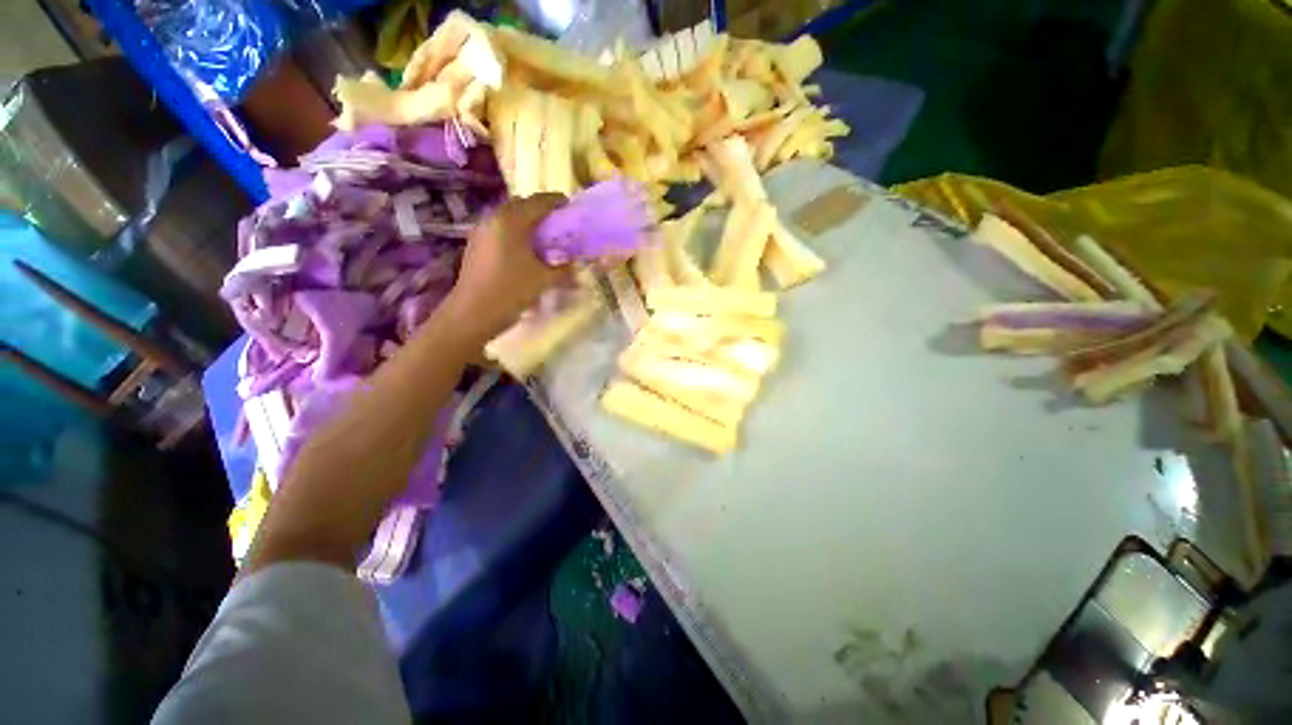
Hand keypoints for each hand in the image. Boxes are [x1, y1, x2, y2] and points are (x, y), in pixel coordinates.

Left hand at [444, 193, 568, 340]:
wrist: (474, 313)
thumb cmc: (511, 291)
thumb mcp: (544, 280)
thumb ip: (563, 268)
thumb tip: (575, 264)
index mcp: (512, 220)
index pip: (539, 202)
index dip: (557, 202)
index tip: (570, 205)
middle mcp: (494, 219)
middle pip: (521, 205)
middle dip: (541, 211)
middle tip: (558, 223)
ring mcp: (482, 231)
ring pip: (509, 218)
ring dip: (527, 222)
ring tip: (543, 238)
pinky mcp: (476, 245)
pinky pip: (500, 230)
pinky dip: (515, 233)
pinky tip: (525, 251)